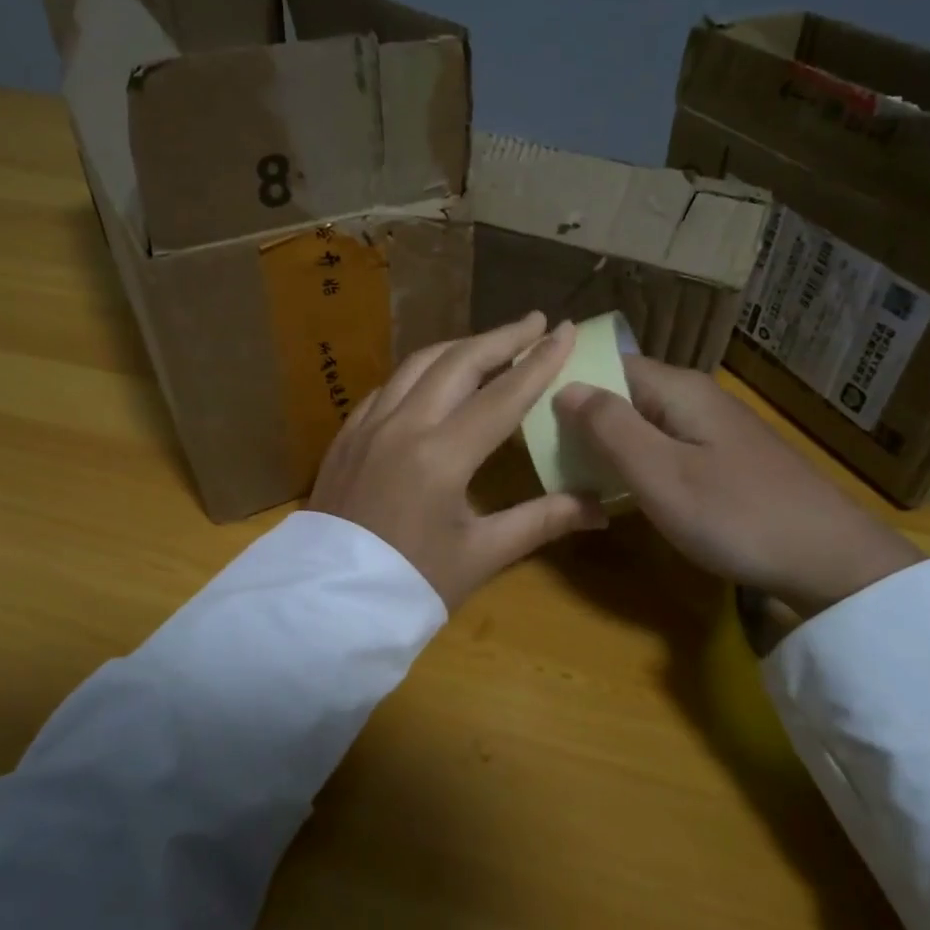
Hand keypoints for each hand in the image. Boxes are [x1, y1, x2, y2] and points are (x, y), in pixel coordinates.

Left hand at [309, 313, 608, 608]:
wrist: (328, 606)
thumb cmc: (412, 585)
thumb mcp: (482, 555)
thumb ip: (542, 520)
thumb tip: (601, 508)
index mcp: (441, 456)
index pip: (502, 395)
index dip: (539, 361)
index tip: (567, 329)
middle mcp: (403, 426)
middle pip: (457, 362)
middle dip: (500, 337)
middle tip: (535, 322)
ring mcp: (368, 426)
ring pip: (417, 365)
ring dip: (459, 347)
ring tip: (491, 343)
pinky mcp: (346, 435)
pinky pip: (388, 386)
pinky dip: (420, 372)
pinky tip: (434, 378)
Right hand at [554, 356, 922, 617]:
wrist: (831, 560)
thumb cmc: (735, 514)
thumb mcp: (659, 473)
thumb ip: (608, 427)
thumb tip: (564, 386)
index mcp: (677, 389)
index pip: (607, 365)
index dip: (568, 383)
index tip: (530, 412)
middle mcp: (695, 397)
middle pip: (624, 393)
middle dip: (584, 419)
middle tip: (546, 454)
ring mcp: (714, 428)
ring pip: (644, 423)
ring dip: (610, 445)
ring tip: (573, 474)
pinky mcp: (726, 458)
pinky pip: (666, 447)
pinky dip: (639, 463)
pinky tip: (626, 491)